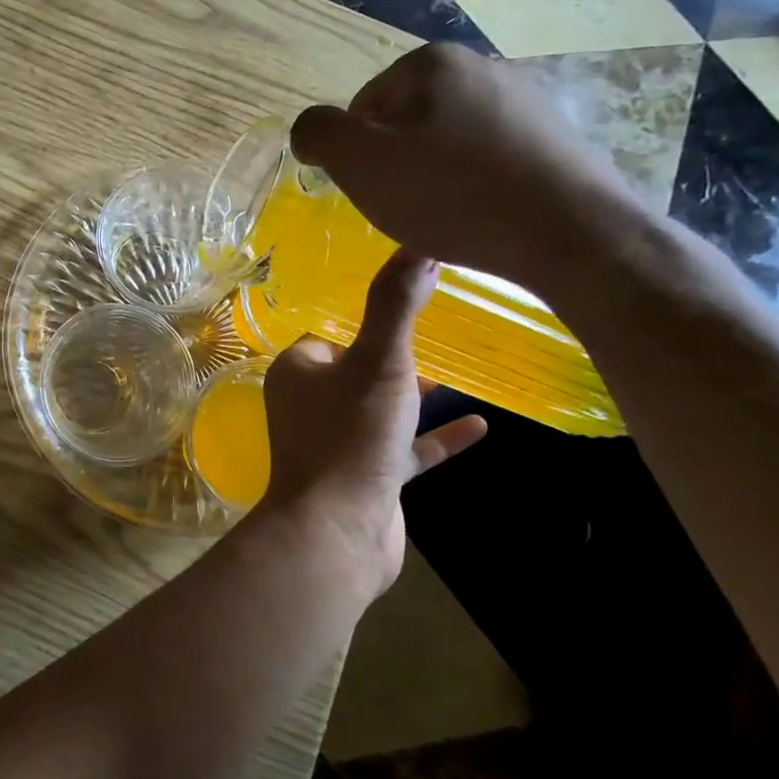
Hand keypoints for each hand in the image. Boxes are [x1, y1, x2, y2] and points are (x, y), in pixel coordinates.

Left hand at [258, 248, 487, 592]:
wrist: (337, 531)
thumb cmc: (351, 435)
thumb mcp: (379, 362)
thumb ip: (396, 307)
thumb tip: (419, 247)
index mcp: (299, 370)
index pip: (330, 332)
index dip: (364, 320)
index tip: (405, 302)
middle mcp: (311, 402)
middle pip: (356, 368)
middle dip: (392, 353)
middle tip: (438, 331)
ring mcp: (339, 442)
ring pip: (380, 408)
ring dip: (413, 394)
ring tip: (458, 370)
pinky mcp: (366, 477)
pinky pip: (404, 448)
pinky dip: (435, 437)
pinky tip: (480, 425)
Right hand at [290, 43, 655, 290]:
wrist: (571, 234)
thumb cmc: (452, 194)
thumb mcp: (359, 163)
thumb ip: (317, 134)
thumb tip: (311, 130)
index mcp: (430, 62)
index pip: (362, 108)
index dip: (358, 155)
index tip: (378, 189)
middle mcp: (481, 66)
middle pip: (405, 122)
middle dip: (397, 164)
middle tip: (408, 206)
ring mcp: (525, 99)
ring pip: (447, 141)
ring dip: (435, 176)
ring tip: (449, 215)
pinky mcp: (556, 136)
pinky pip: (490, 158)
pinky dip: (476, 184)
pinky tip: (485, 214)